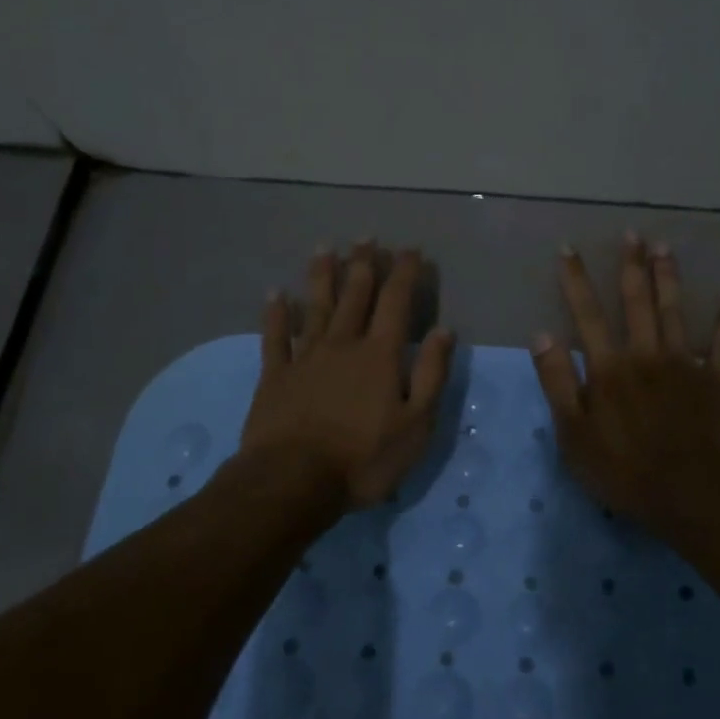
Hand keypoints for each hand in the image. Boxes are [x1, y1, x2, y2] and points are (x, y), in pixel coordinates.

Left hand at [240, 242, 455, 508]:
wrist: (294, 481)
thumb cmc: (364, 457)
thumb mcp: (416, 424)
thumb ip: (432, 374)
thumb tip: (444, 331)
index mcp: (380, 355)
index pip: (396, 302)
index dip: (405, 273)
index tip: (411, 250)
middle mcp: (343, 344)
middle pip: (355, 296)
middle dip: (364, 264)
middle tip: (367, 237)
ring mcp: (305, 358)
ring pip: (316, 307)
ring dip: (322, 276)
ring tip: (325, 248)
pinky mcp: (275, 376)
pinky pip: (275, 337)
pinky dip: (276, 314)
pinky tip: (275, 294)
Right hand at [531, 234, 719, 534]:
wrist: (689, 494)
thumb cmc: (622, 470)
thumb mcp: (573, 434)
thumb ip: (557, 382)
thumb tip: (542, 334)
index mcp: (608, 368)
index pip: (586, 314)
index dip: (575, 280)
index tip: (569, 248)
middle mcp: (646, 354)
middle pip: (636, 301)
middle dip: (632, 265)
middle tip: (633, 233)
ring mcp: (685, 364)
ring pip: (675, 310)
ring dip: (669, 277)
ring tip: (666, 246)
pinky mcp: (717, 379)